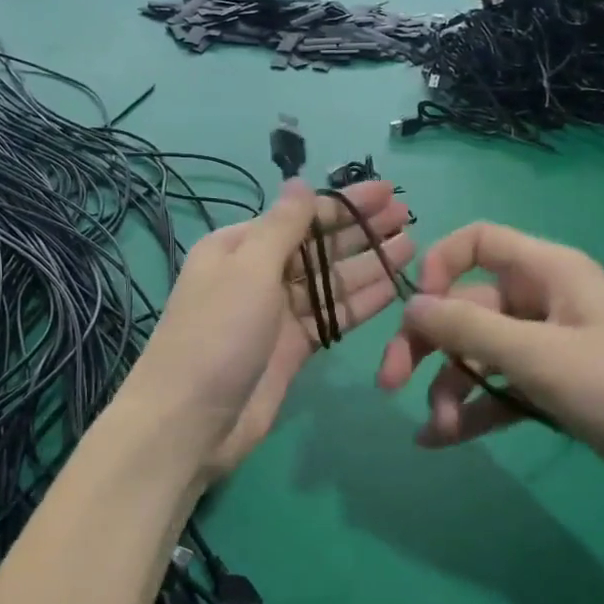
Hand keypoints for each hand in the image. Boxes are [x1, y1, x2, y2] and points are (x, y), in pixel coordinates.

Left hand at [128, 180, 413, 482]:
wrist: (191, 420)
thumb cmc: (217, 333)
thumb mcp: (248, 268)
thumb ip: (282, 226)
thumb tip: (299, 182)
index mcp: (238, 247)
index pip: (299, 216)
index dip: (343, 203)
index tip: (386, 191)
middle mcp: (258, 274)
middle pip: (318, 246)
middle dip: (360, 230)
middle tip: (407, 214)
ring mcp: (277, 314)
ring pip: (330, 282)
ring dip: (368, 263)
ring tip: (411, 246)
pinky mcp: (293, 348)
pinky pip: (332, 316)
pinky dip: (361, 303)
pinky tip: (394, 287)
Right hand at [377, 222, 603, 508]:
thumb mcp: (539, 354)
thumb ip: (468, 327)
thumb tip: (409, 306)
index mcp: (548, 272)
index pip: (478, 242)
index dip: (439, 267)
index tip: (418, 310)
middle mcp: (544, 302)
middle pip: (467, 308)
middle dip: (427, 345)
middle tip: (391, 384)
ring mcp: (550, 348)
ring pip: (479, 354)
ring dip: (449, 386)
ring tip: (436, 429)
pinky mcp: (556, 390)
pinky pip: (500, 389)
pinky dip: (472, 410)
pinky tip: (442, 440)